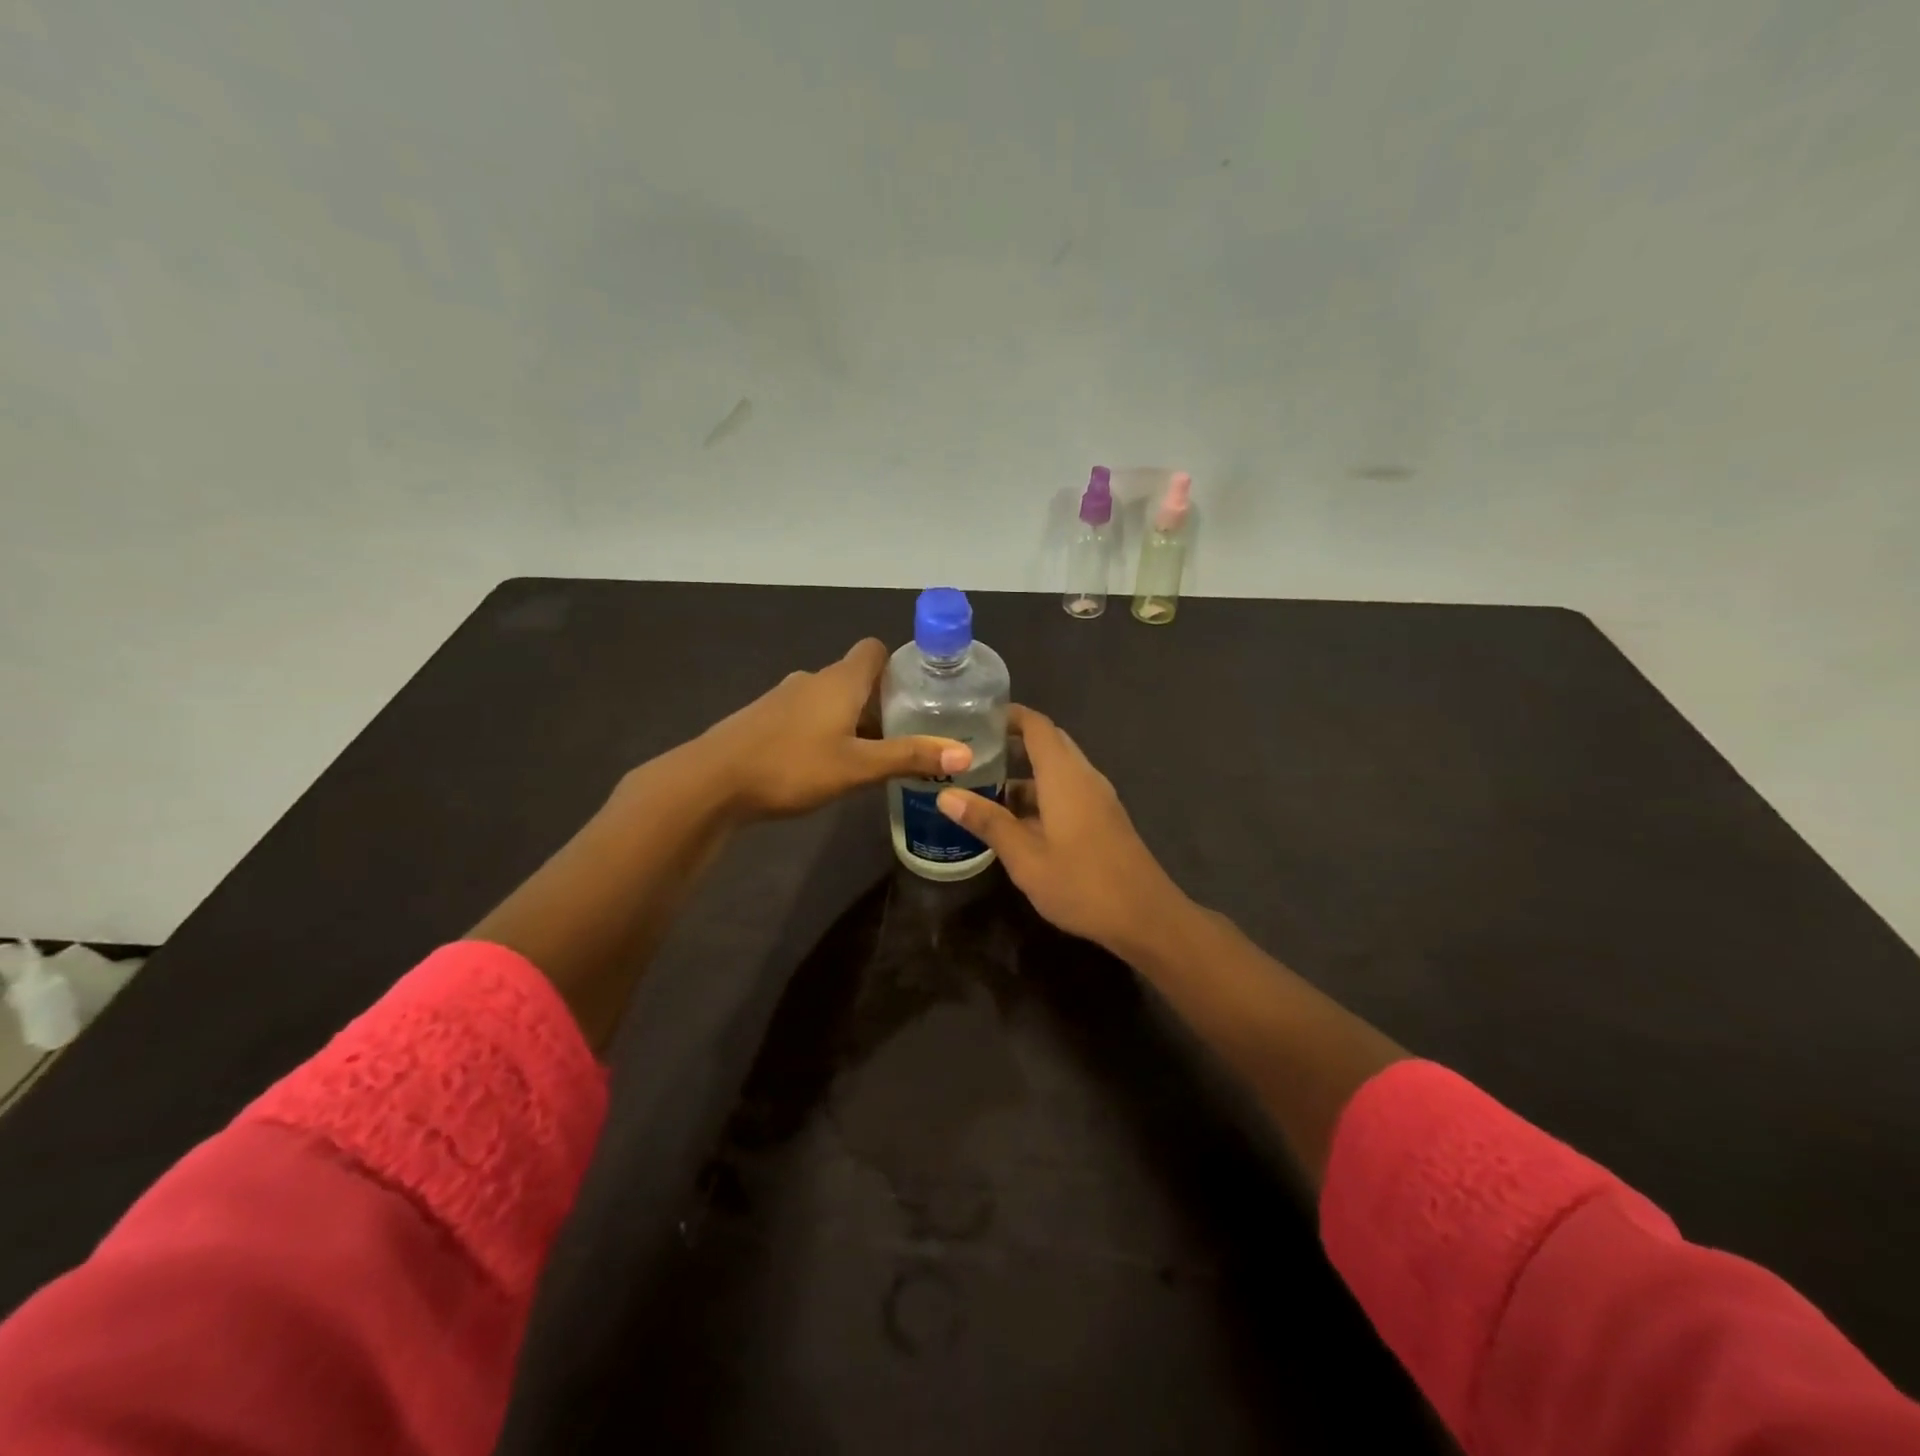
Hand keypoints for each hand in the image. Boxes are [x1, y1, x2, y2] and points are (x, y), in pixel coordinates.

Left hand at [694, 639, 969, 819]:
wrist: (711, 781)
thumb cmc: (791, 766)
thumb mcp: (858, 767)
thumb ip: (909, 757)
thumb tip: (965, 753)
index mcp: (839, 680)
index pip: (874, 650)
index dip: (898, 665)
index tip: (919, 693)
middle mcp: (812, 680)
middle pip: (856, 679)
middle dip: (881, 702)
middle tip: (907, 734)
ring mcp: (784, 699)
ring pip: (830, 700)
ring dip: (852, 720)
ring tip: (872, 755)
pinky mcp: (764, 720)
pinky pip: (806, 716)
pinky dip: (824, 731)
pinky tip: (827, 764)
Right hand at [936, 705, 1189, 957]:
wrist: (1145, 918)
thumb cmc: (1082, 883)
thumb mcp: (1025, 857)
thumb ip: (987, 822)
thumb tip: (946, 794)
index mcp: (1065, 775)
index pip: (1037, 725)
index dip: (1008, 715)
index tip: (975, 718)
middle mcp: (1084, 777)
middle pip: (1048, 744)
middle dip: (1012, 744)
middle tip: (971, 754)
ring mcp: (1097, 799)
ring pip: (1057, 772)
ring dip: (1023, 776)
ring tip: (982, 789)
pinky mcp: (1103, 820)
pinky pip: (1067, 793)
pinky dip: (1039, 796)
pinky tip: (1014, 823)